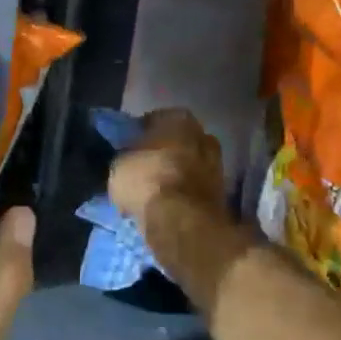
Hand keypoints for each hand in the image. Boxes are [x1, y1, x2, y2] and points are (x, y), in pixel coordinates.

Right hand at [108, 108, 224, 230]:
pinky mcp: (221, 194)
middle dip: (163, 153)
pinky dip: (184, 194)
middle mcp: (203, 135)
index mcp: (178, 119)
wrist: (182, 220)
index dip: (140, 134)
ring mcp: (217, 165)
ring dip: (175, 175)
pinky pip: (195, 188)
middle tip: (144, 168)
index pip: (155, 119)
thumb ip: (126, 157)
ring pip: (189, 166)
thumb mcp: (119, 165)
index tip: (128, 148)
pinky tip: (168, 205)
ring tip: (154, 191)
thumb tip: (127, 161)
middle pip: (178, 142)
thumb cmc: (147, 180)